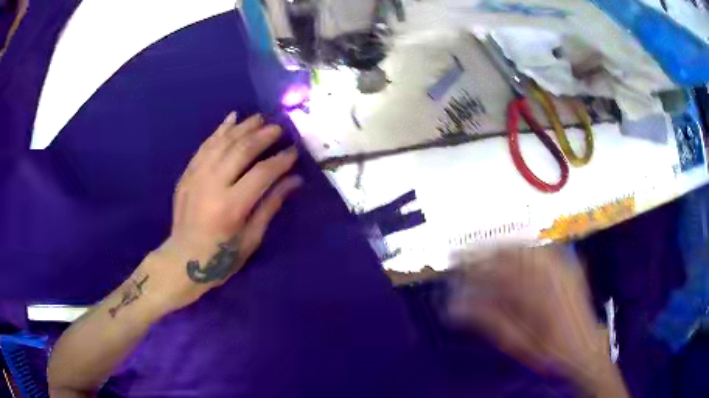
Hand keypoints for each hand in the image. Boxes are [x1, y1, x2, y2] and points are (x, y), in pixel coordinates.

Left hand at [141, 112, 301, 315]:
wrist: (182, 260)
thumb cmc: (221, 257)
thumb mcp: (251, 238)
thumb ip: (271, 205)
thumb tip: (294, 180)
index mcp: (231, 206)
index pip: (262, 173)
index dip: (281, 160)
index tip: (294, 151)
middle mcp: (212, 185)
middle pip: (241, 150)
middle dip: (263, 136)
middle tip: (279, 129)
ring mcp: (196, 176)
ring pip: (222, 142)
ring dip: (243, 127)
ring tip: (260, 118)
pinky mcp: (187, 174)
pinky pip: (205, 146)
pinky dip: (219, 130)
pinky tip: (231, 118)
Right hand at [448, 247, 611, 387]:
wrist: (584, 347)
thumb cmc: (548, 351)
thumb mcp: (516, 342)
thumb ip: (488, 320)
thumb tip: (456, 306)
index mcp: (534, 293)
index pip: (495, 270)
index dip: (472, 264)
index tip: (454, 263)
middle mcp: (548, 273)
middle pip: (509, 252)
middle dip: (483, 250)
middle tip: (463, 253)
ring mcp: (560, 266)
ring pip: (524, 246)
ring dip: (500, 246)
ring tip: (483, 250)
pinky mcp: (567, 266)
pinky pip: (541, 249)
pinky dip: (522, 248)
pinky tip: (513, 251)